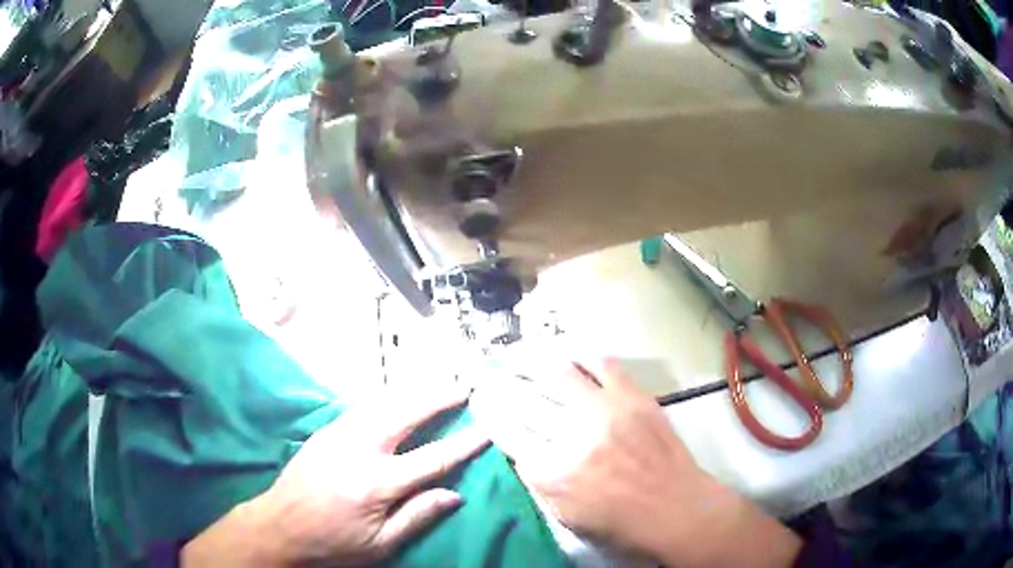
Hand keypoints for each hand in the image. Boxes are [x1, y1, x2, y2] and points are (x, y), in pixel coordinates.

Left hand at [183, 387, 489, 566]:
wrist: (278, 526)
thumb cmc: (333, 543)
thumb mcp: (380, 545)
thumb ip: (417, 517)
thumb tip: (454, 494)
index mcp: (378, 483)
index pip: (432, 458)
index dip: (463, 444)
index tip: (486, 428)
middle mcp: (360, 450)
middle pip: (406, 414)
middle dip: (438, 398)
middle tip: (463, 387)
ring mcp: (339, 435)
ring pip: (383, 403)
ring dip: (413, 391)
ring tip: (436, 382)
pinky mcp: (326, 431)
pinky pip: (363, 406)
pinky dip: (387, 397)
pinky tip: (396, 395)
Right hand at [471, 359, 800, 567]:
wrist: (676, 508)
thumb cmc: (619, 522)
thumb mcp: (564, 515)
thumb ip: (536, 480)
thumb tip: (518, 447)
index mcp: (552, 472)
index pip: (506, 430)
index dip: (488, 409)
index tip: (478, 395)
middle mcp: (573, 436)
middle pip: (524, 397)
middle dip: (499, 380)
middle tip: (488, 368)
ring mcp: (606, 411)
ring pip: (558, 371)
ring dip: (532, 358)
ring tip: (518, 351)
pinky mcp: (634, 397)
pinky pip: (601, 364)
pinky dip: (580, 355)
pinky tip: (566, 352)